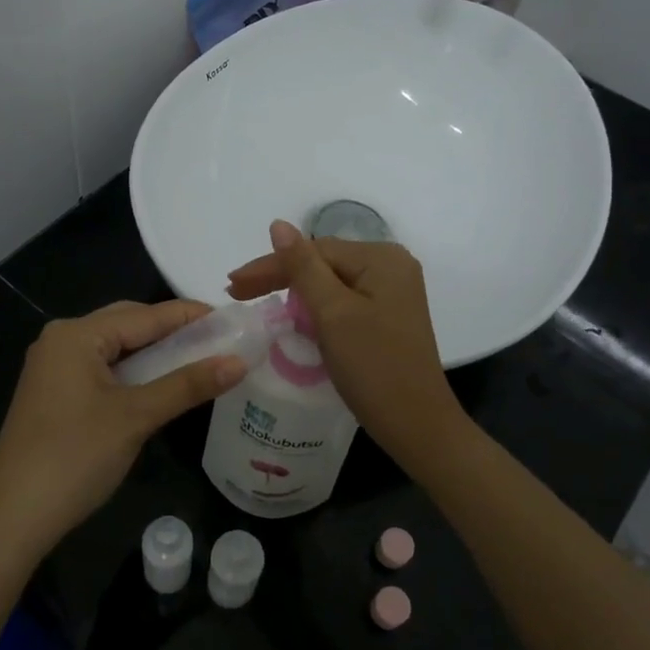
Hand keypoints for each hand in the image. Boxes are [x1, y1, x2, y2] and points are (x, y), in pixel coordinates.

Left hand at [0, 300, 246, 560]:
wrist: (12, 518)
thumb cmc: (75, 457)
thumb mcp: (136, 417)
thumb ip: (188, 385)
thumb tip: (239, 361)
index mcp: (76, 335)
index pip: (145, 315)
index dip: (190, 316)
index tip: (232, 319)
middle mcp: (61, 340)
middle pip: (127, 324)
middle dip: (172, 332)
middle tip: (219, 341)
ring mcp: (54, 368)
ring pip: (115, 348)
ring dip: (154, 353)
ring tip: (199, 360)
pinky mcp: (54, 394)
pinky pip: (103, 369)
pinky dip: (134, 373)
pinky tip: (160, 384)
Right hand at [227, 221, 466, 468]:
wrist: (416, 425)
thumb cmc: (373, 366)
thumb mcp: (332, 313)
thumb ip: (302, 267)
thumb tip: (278, 224)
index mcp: (381, 258)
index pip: (314, 250)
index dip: (270, 265)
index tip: (232, 284)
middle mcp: (392, 267)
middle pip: (323, 263)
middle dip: (280, 277)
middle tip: (236, 292)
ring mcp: (392, 293)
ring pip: (331, 283)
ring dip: (295, 293)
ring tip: (258, 303)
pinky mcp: (388, 317)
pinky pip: (343, 302)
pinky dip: (317, 310)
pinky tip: (295, 319)